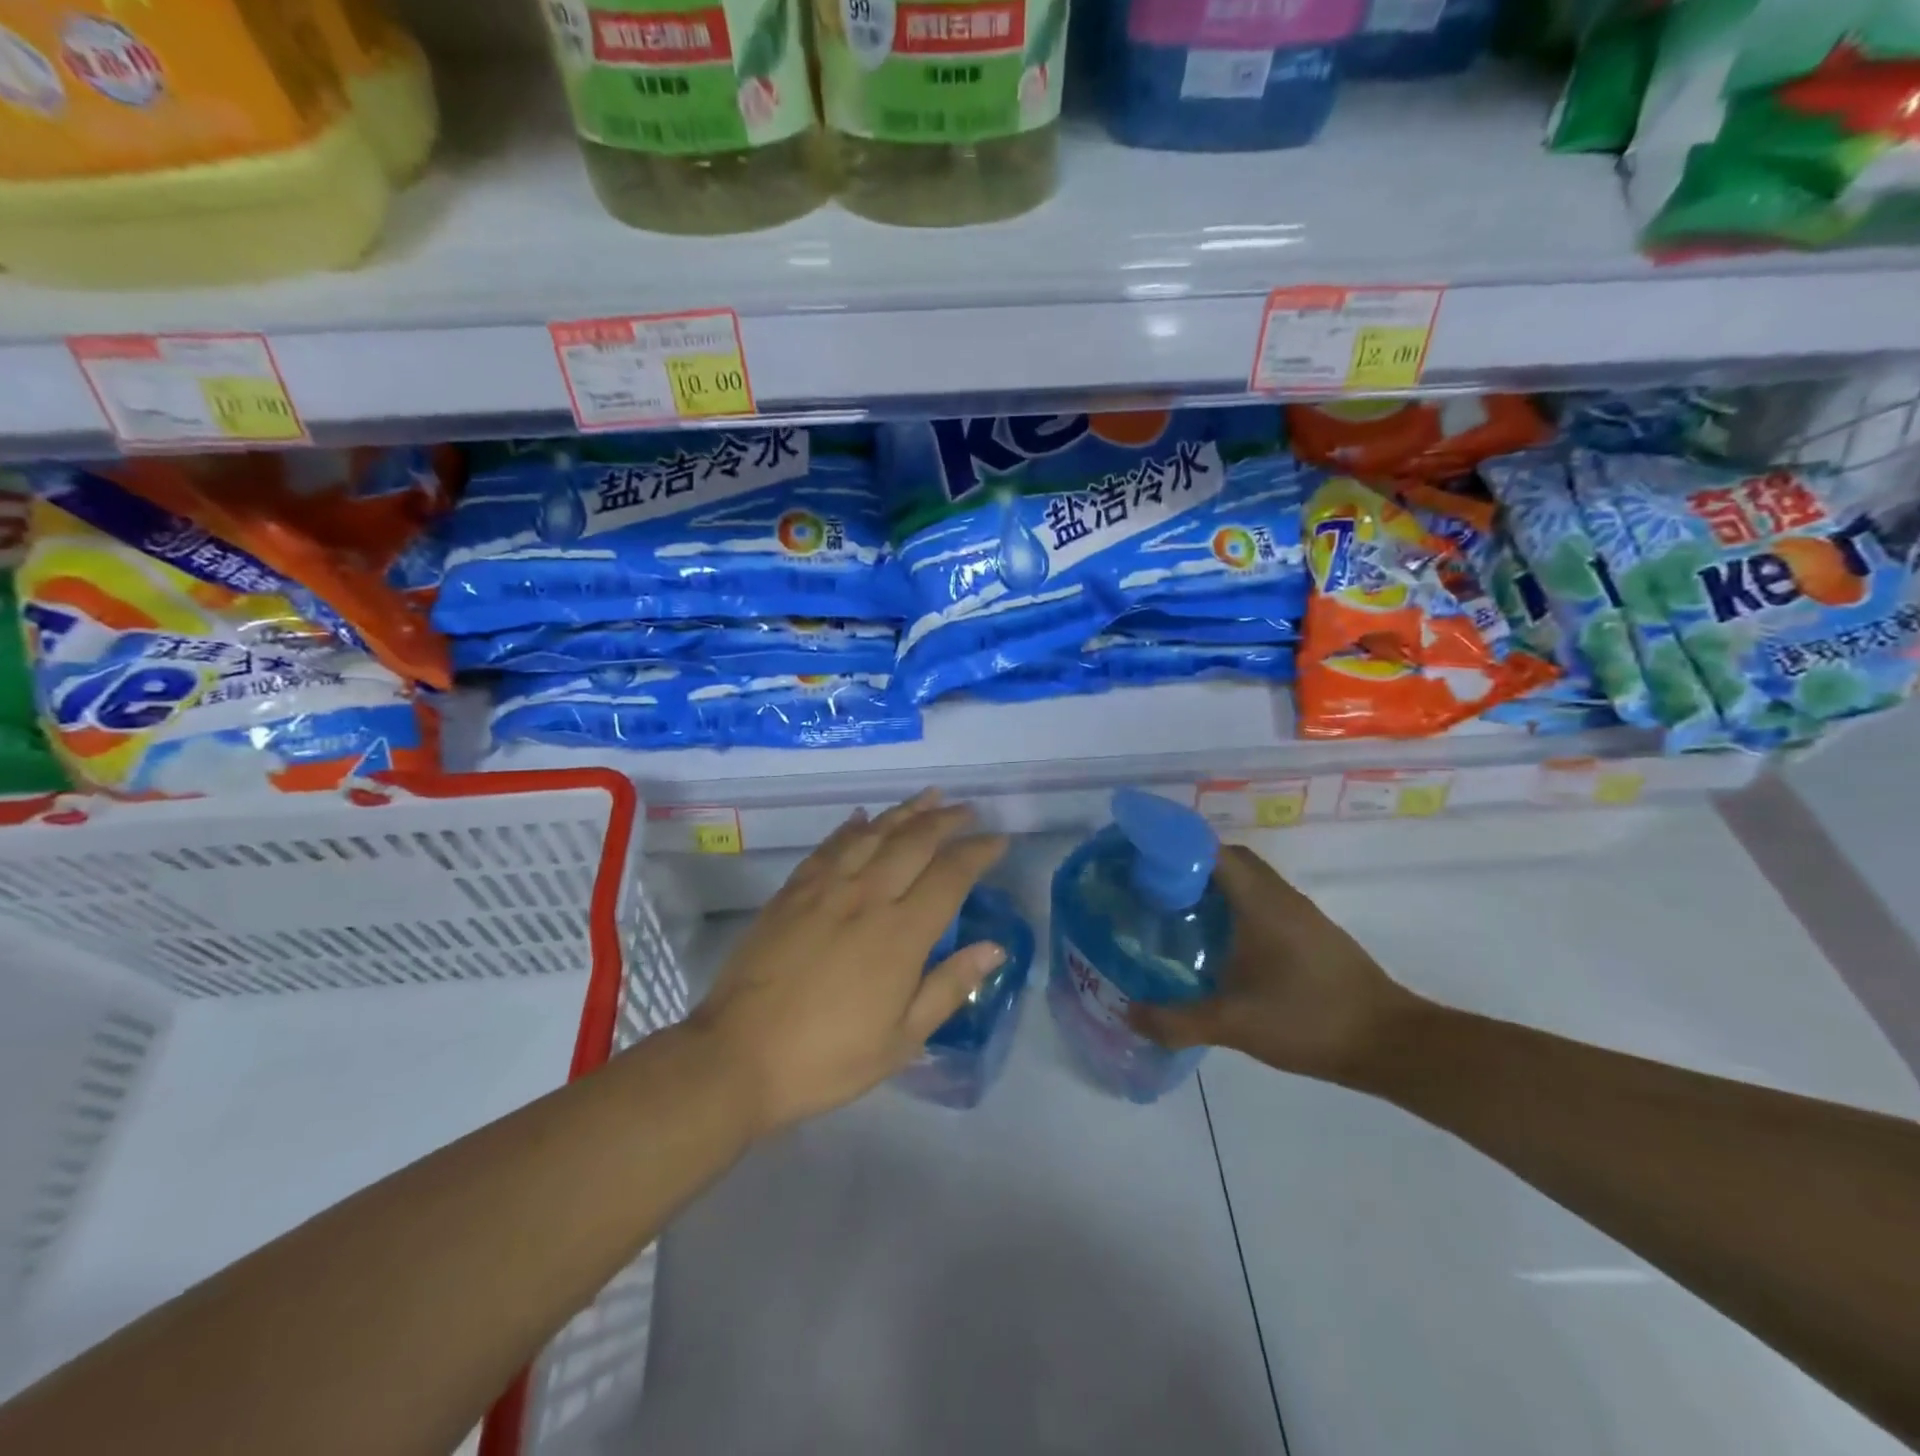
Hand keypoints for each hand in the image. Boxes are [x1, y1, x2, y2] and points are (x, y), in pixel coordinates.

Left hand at [692, 790, 1008, 1136]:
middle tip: (967, 810)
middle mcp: (867, 897)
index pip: (951, 875)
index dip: (979, 852)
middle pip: (914, 841)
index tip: (998, 839)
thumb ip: (950, 986)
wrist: (737, 1056)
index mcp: (901, 933)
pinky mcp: (791, 892)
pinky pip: (829, 847)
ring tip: (928, 797)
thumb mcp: (902, 1039)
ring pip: (873, 834)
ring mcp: (825, 889)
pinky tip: (863, 818)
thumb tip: (995, 948)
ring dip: (905, 812)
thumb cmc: (828, 1058)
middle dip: (946, 820)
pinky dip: (851, 827)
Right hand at [1128, 844, 1423, 1087]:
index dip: (1173, 847)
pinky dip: (1233, 908)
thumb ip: (1176, 1020)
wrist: (1392, 1044)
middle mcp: (1279, 896)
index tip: (1140, 861)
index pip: (1210, 850)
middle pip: (1227, 860)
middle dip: (1187, 866)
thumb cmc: (1310, 1019)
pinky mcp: (1310, 935)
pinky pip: (1261, 903)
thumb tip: (1127, 1014)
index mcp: (1259, 901)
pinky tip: (1218, 944)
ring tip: (1174, 912)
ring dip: (1211, 888)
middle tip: (1151, 888)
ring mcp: (1299, 915)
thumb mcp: (1234, 1024)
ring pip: (1247, 882)